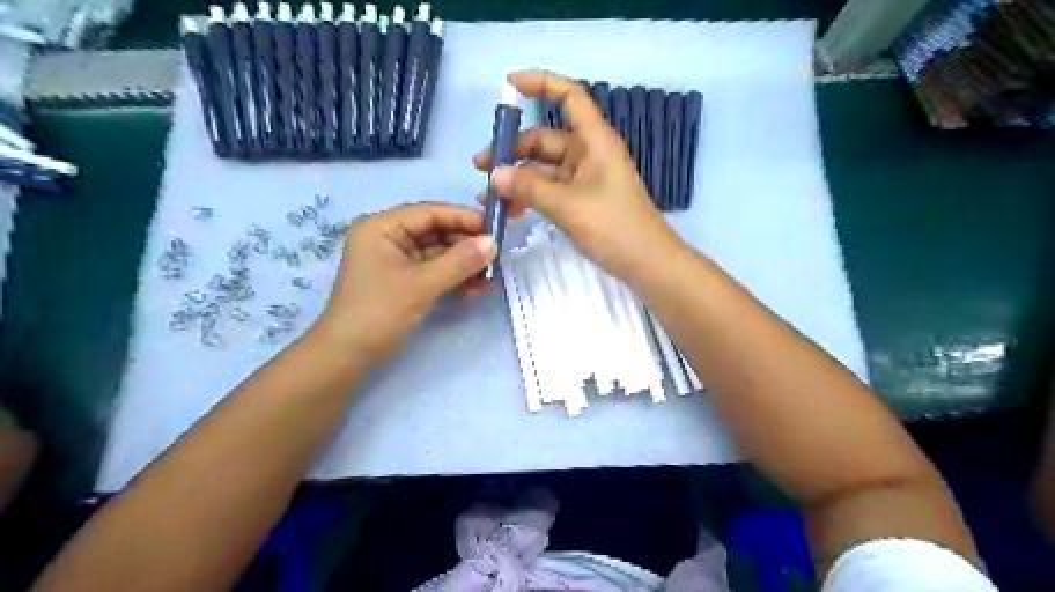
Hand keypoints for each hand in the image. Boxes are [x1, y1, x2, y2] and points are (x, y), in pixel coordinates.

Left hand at [311, 204, 496, 359]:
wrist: (348, 355)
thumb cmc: (378, 313)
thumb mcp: (421, 285)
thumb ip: (459, 262)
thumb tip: (493, 243)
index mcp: (382, 226)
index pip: (430, 212)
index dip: (464, 218)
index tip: (495, 229)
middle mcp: (388, 236)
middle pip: (436, 231)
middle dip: (466, 246)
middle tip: (495, 258)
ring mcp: (395, 258)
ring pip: (438, 252)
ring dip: (463, 264)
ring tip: (487, 279)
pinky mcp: (402, 278)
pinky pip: (433, 269)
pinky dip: (452, 277)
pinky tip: (472, 290)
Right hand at [477, 66, 684, 283]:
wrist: (646, 263)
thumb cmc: (613, 226)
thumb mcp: (567, 205)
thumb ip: (529, 187)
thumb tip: (495, 174)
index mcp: (594, 141)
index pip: (569, 96)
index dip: (541, 83)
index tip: (508, 85)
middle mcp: (588, 153)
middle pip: (545, 138)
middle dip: (512, 150)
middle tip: (480, 168)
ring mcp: (585, 178)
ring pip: (544, 168)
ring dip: (517, 178)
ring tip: (489, 197)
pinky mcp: (581, 200)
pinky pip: (550, 189)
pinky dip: (530, 196)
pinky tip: (509, 210)